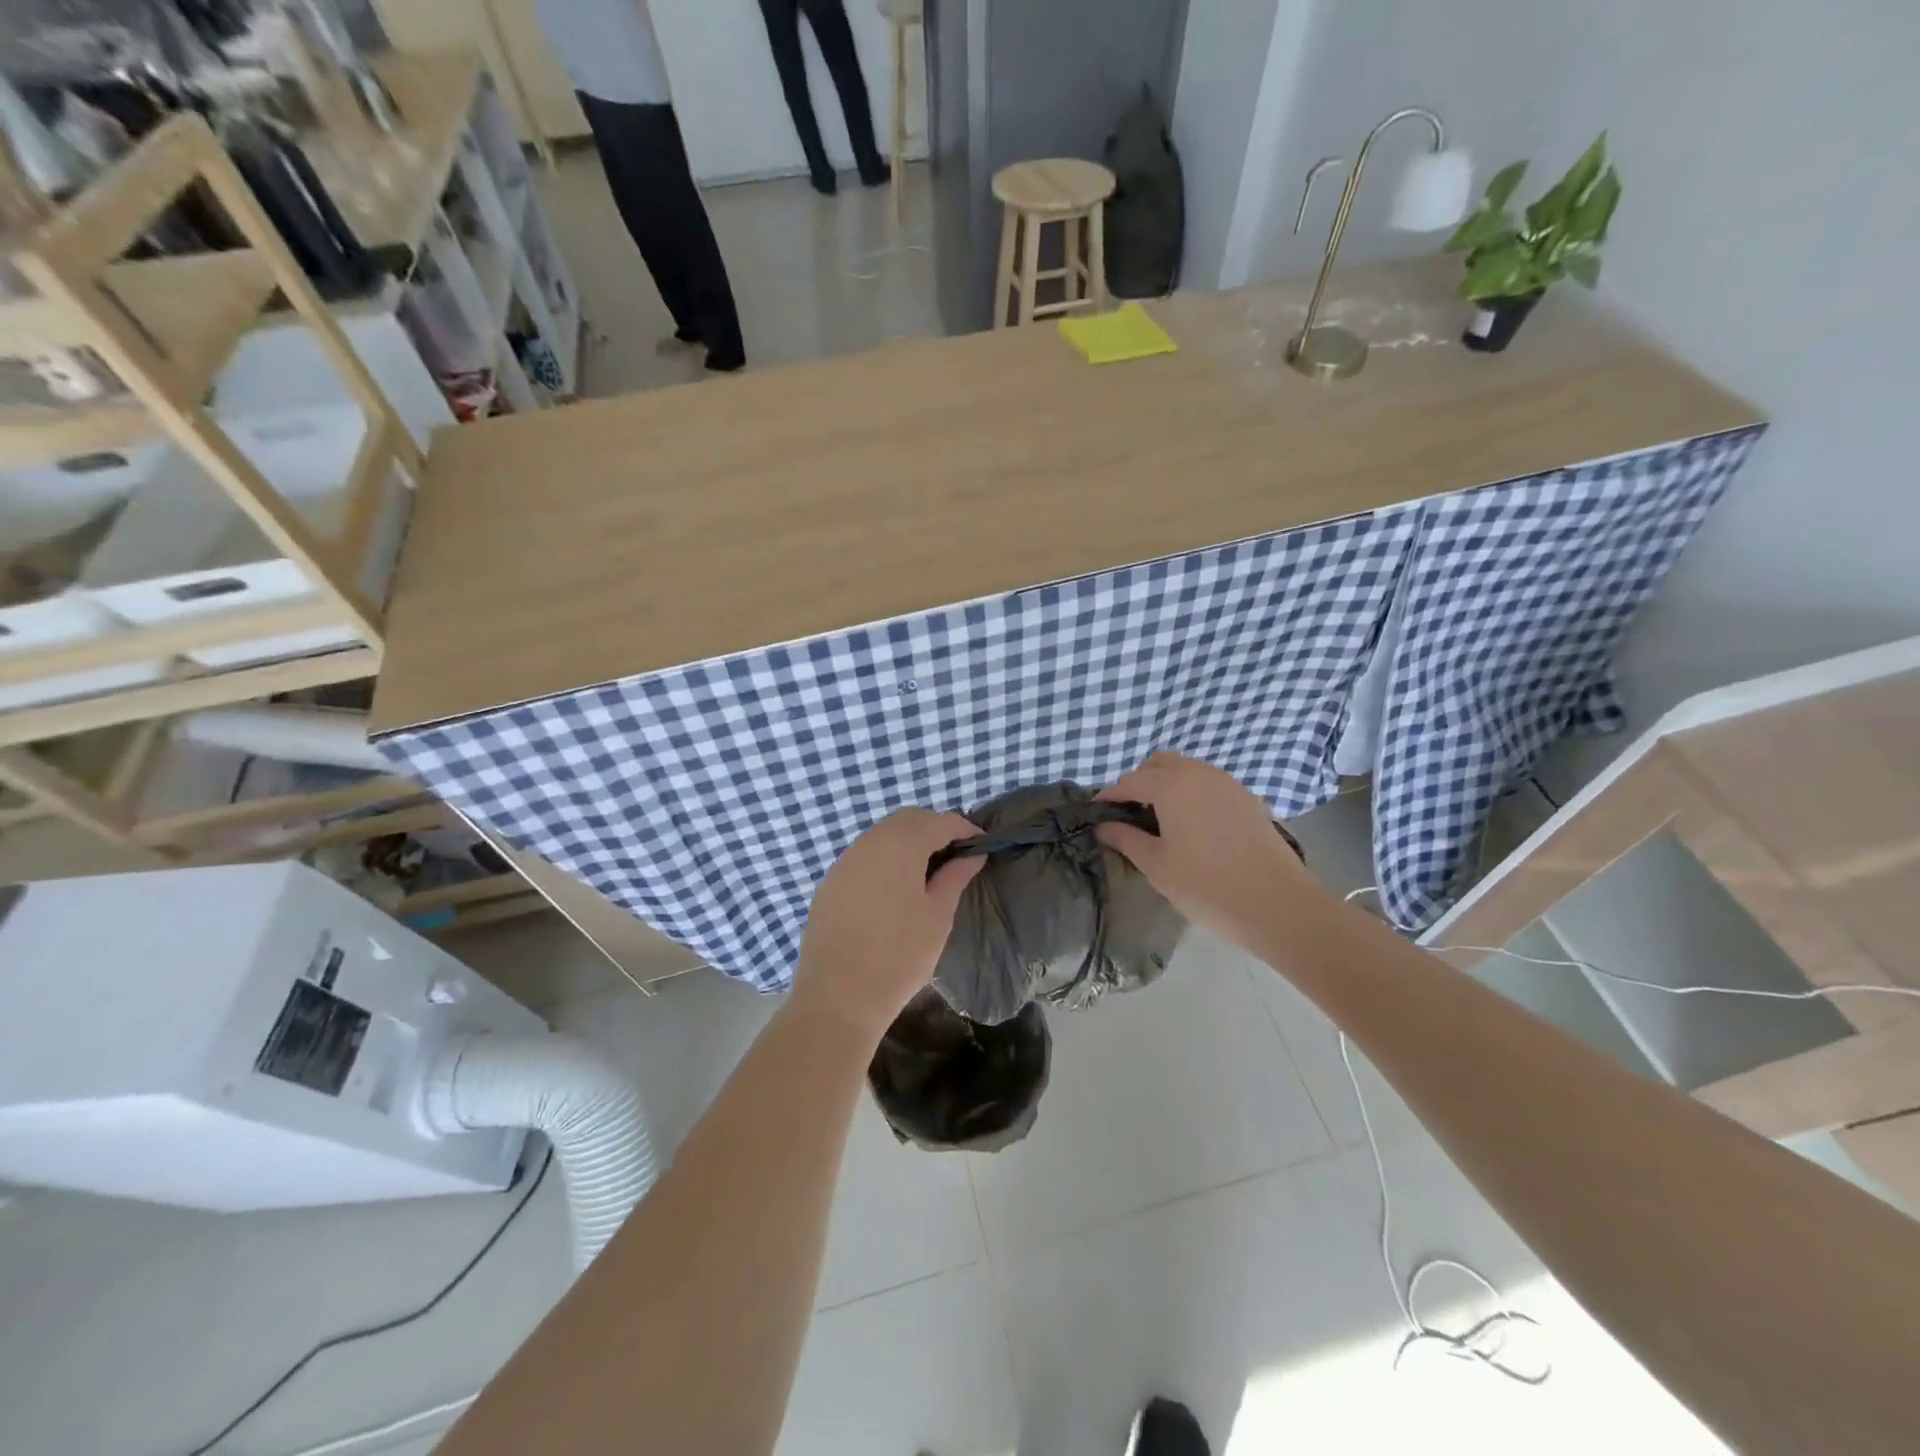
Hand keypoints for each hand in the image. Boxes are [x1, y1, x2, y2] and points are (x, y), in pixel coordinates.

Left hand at [792, 808, 983, 1039]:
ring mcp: (845, 861)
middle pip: (907, 820)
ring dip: (908, 842)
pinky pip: (863, 855)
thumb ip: (955, 877)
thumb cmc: (899, 956)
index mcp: (901, 846)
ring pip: (882, 835)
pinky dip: (885, 858)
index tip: (981, 844)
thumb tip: (972, 855)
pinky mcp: (831, 881)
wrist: (838, 996)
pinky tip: (894, 887)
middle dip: (934, 828)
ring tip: (927, 871)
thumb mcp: (937, 916)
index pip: (939, 821)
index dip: (963, 828)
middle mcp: (869, 843)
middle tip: (955, 855)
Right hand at [1096, 751, 1316, 946]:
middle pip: (1160, 764)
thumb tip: (1104, 826)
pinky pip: (1209, 783)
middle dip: (1140, 781)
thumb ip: (1126, 840)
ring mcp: (1227, 783)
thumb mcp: (1156, 866)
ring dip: (1167, 784)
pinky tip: (1192, 824)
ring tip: (1160, 819)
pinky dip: (1192, 792)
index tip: (1099, 812)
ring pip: (1187, 769)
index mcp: (1171, 786)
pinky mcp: (1247, 798)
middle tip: (1130, 813)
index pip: (1130, 781)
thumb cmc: (1206, 886)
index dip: (1111, 795)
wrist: (1277, 904)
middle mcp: (1199, 774)